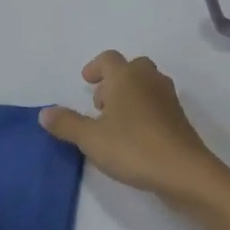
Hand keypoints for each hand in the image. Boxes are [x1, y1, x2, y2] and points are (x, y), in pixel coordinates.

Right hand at [41, 51, 229, 209]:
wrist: (183, 171)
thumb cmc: (133, 147)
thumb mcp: (90, 138)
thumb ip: (66, 123)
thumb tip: (45, 112)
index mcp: (126, 77)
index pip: (109, 58)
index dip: (95, 67)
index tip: (86, 82)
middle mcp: (149, 80)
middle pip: (132, 67)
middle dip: (114, 81)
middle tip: (100, 105)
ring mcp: (168, 98)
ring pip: (146, 85)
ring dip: (129, 95)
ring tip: (114, 122)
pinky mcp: (179, 118)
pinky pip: (157, 104)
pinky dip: (143, 110)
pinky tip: (134, 137)